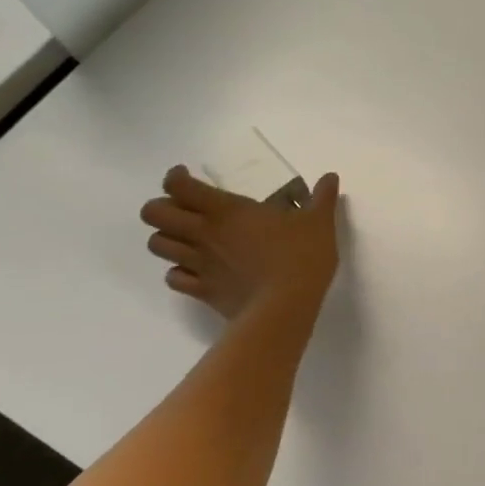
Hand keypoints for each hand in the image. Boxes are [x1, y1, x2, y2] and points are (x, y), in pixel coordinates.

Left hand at [140, 167, 340, 320]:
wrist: (285, 308)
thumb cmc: (301, 257)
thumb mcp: (319, 222)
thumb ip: (322, 198)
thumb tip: (331, 177)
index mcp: (226, 210)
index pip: (178, 186)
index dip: (176, 178)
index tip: (188, 177)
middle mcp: (203, 233)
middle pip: (153, 214)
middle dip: (162, 208)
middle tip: (185, 210)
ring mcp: (198, 264)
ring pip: (157, 245)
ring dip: (167, 239)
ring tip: (188, 239)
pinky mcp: (201, 291)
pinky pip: (174, 278)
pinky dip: (178, 272)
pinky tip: (197, 271)